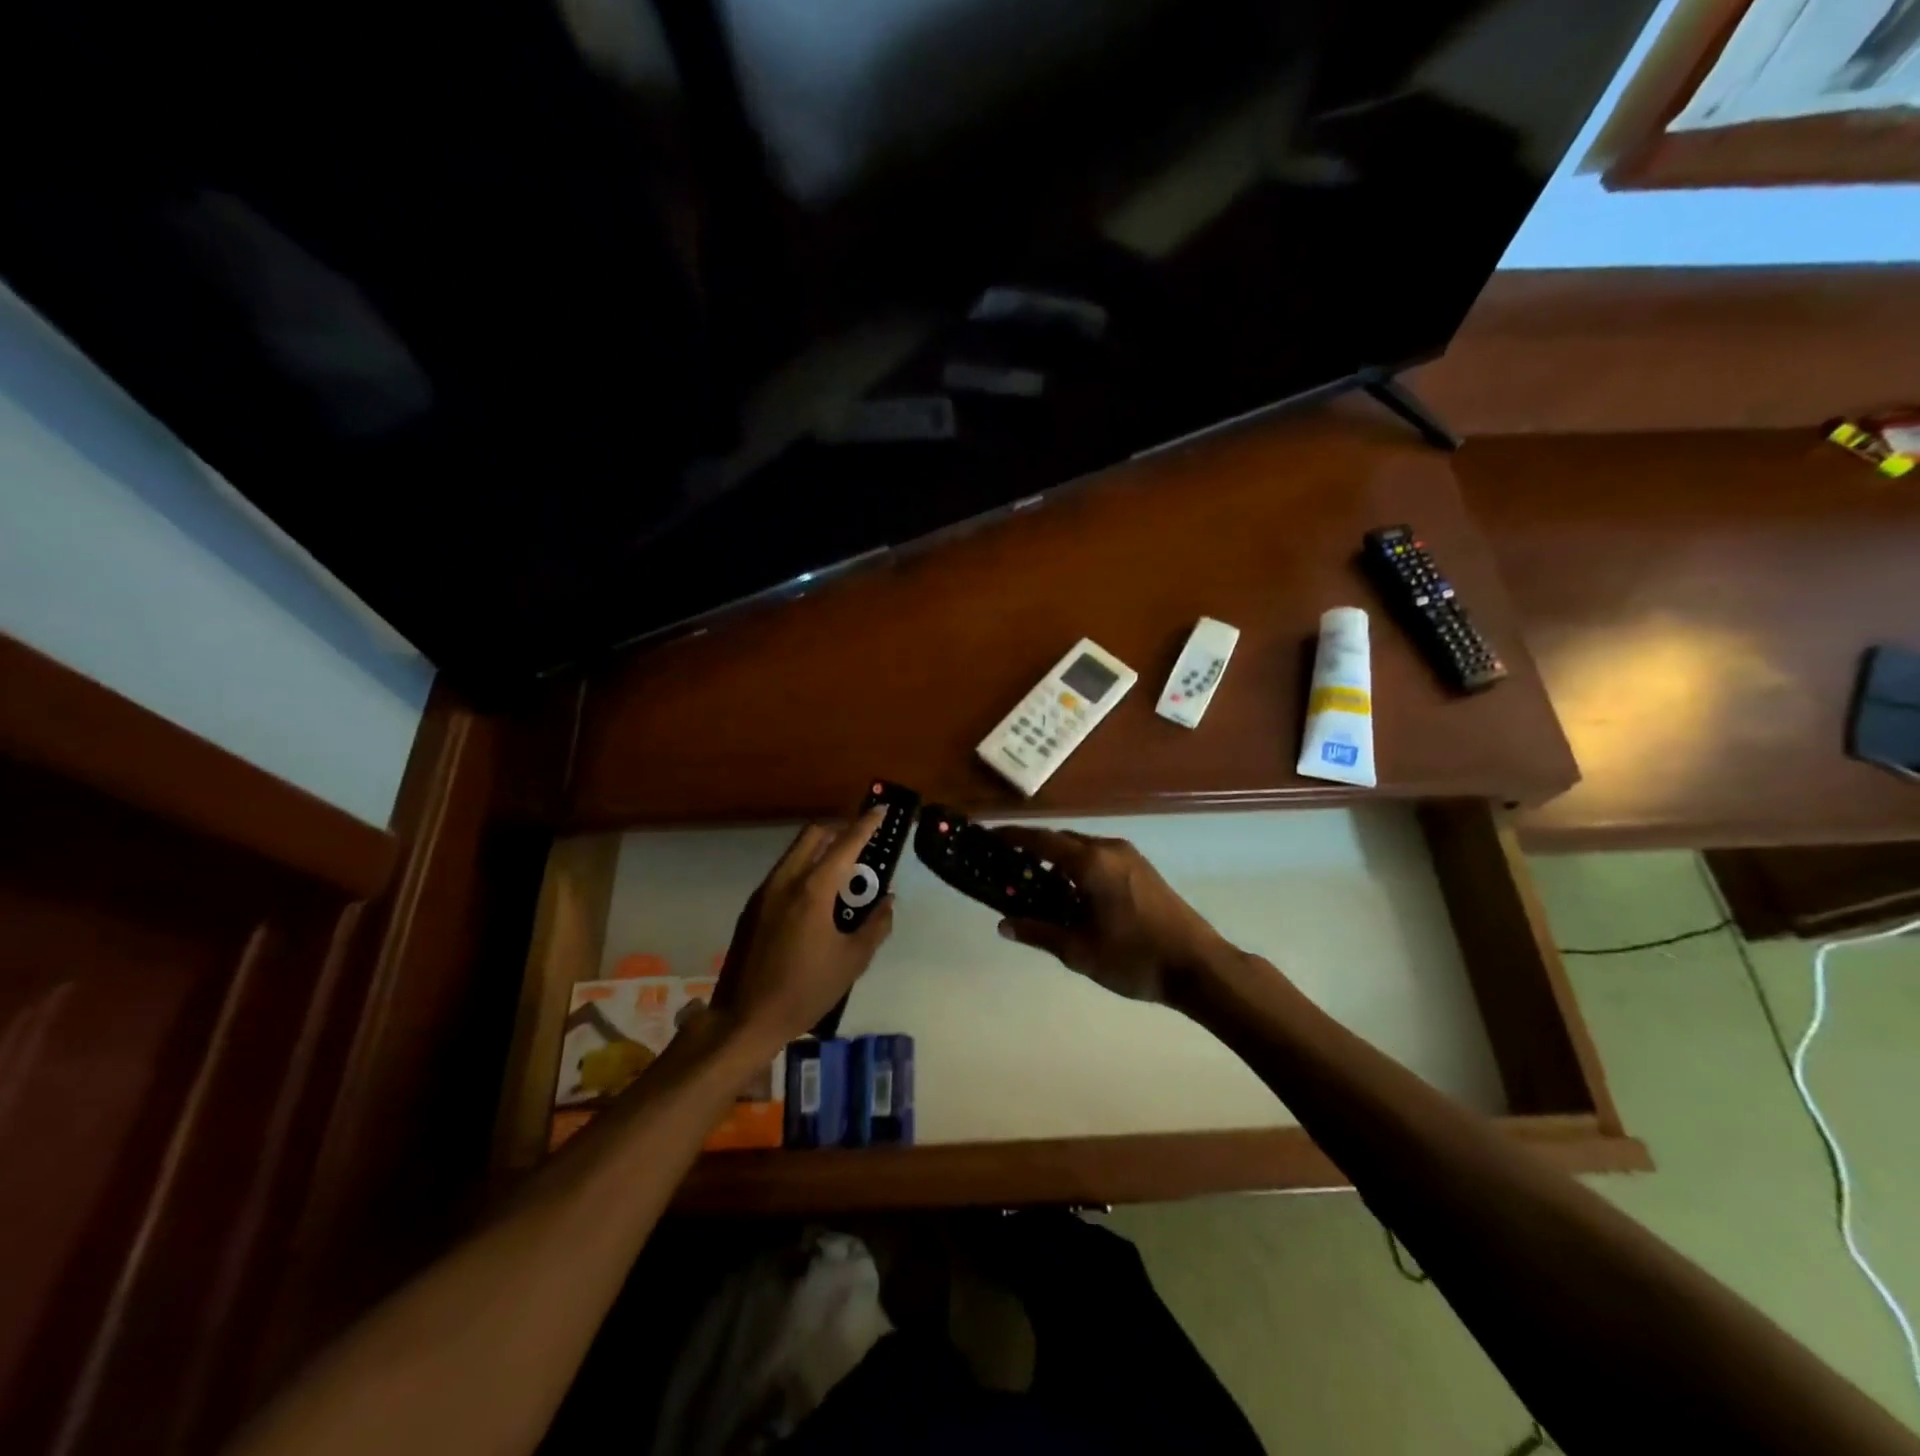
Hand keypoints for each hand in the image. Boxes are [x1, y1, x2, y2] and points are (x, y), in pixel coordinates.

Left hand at [709, 808, 892, 1050]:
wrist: (745, 1018)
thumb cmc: (805, 990)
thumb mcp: (853, 961)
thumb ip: (875, 926)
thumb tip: (887, 902)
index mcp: (812, 890)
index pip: (845, 845)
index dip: (865, 825)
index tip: (880, 811)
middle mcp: (785, 881)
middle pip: (813, 835)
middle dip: (839, 830)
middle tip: (862, 842)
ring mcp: (764, 892)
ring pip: (795, 852)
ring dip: (820, 849)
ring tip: (843, 871)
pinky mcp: (752, 907)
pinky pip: (784, 872)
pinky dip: (805, 868)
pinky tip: (817, 896)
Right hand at [993, 827, 1230, 1005]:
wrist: (1199, 966)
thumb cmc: (1135, 958)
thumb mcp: (1080, 951)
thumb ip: (1040, 933)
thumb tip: (1004, 924)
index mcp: (1092, 863)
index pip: (1042, 841)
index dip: (1013, 838)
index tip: (990, 837)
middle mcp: (1109, 850)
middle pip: (1062, 841)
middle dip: (1034, 850)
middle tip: (1009, 867)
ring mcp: (1130, 857)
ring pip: (1083, 849)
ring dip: (1058, 860)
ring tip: (1036, 884)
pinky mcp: (1143, 870)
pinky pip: (1100, 858)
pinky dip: (1078, 867)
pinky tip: (1072, 894)